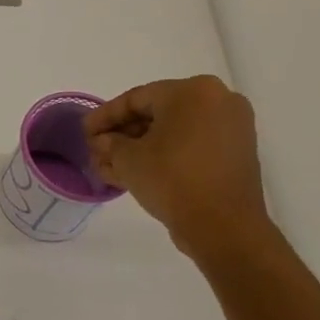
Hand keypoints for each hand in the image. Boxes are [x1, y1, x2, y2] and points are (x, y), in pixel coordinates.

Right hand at [83, 75, 273, 262]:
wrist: (224, 227)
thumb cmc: (172, 180)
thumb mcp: (128, 159)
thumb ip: (109, 143)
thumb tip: (103, 141)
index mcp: (193, 91)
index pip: (136, 98)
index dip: (104, 116)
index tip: (84, 132)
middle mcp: (218, 100)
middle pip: (156, 113)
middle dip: (122, 134)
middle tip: (97, 151)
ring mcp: (231, 127)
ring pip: (173, 131)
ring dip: (140, 147)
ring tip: (111, 167)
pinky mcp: (236, 152)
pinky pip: (191, 144)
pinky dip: (164, 154)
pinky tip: (136, 172)